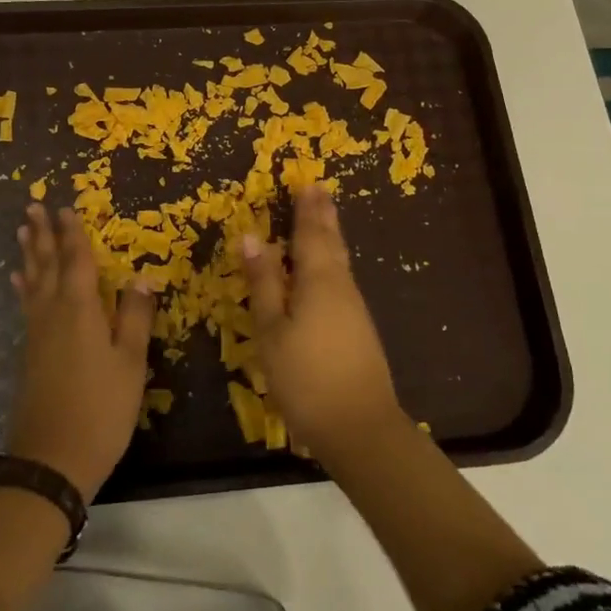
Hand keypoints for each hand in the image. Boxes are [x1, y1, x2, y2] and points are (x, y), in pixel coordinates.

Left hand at [7, 205, 156, 501]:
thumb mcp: (131, 364)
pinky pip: (26, 305)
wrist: (52, 460)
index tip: (65, 207)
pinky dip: (23, 287)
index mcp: (80, 310)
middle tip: (33, 205)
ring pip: (32, 282)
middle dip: (43, 234)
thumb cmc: (101, 409)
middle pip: (47, 265)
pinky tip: (18, 282)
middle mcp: (53, 313)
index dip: (73, 234)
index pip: (77, 261)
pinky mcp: (29, 353)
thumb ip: (136, 318)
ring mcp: (37, 334)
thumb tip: (143, 278)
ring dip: (30, 255)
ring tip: (23, 231)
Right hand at [241, 184, 402, 464]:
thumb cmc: (305, 376)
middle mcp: (341, 287)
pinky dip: (332, 263)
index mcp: (318, 281)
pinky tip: (327, 270)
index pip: (310, 234)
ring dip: (330, 237)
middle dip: (323, 216)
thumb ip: (263, 282)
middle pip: (331, 243)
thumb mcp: (272, 330)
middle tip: (320, 190)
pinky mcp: (359, 330)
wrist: (359, 427)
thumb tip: (251, 236)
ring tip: (323, 219)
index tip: (307, 182)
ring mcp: (354, 309)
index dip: (307, 209)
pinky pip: (342, 281)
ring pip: (339, 262)